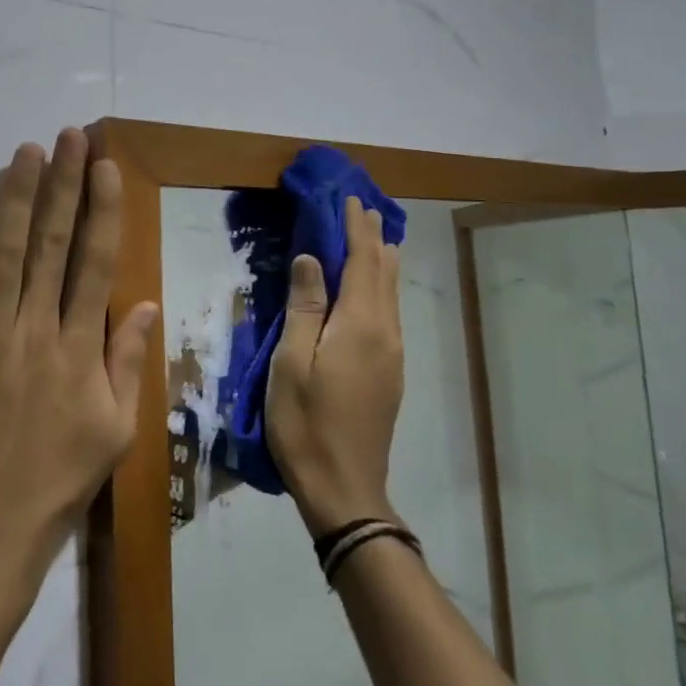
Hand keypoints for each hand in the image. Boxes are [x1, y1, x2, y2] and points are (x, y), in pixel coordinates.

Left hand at [0, 129, 158, 586]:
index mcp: (80, 349)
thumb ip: (128, 366)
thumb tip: (143, 305)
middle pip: (54, 244)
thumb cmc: (50, 492)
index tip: (105, 167)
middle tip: (69, 137)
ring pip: (4, 252)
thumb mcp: (112, 436)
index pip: (96, 263)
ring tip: (25, 151)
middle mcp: (36, 329)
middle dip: (63, 185)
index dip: (102, 210)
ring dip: (15, 197)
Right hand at [266, 196, 404, 537]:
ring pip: (392, 294)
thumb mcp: (292, 361)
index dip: (355, 228)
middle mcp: (386, 333)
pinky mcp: (390, 372)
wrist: (344, 488)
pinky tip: (370, 288)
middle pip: (384, 273)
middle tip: (361, 209)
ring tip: (371, 238)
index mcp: (361, 325)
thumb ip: (305, 306)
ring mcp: (393, 355)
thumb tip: (312, 258)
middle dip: (373, 238)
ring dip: (380, 261)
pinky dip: (380, 286)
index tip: (349, 198)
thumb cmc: (306, 423)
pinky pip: (389, 313)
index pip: (363, 261)